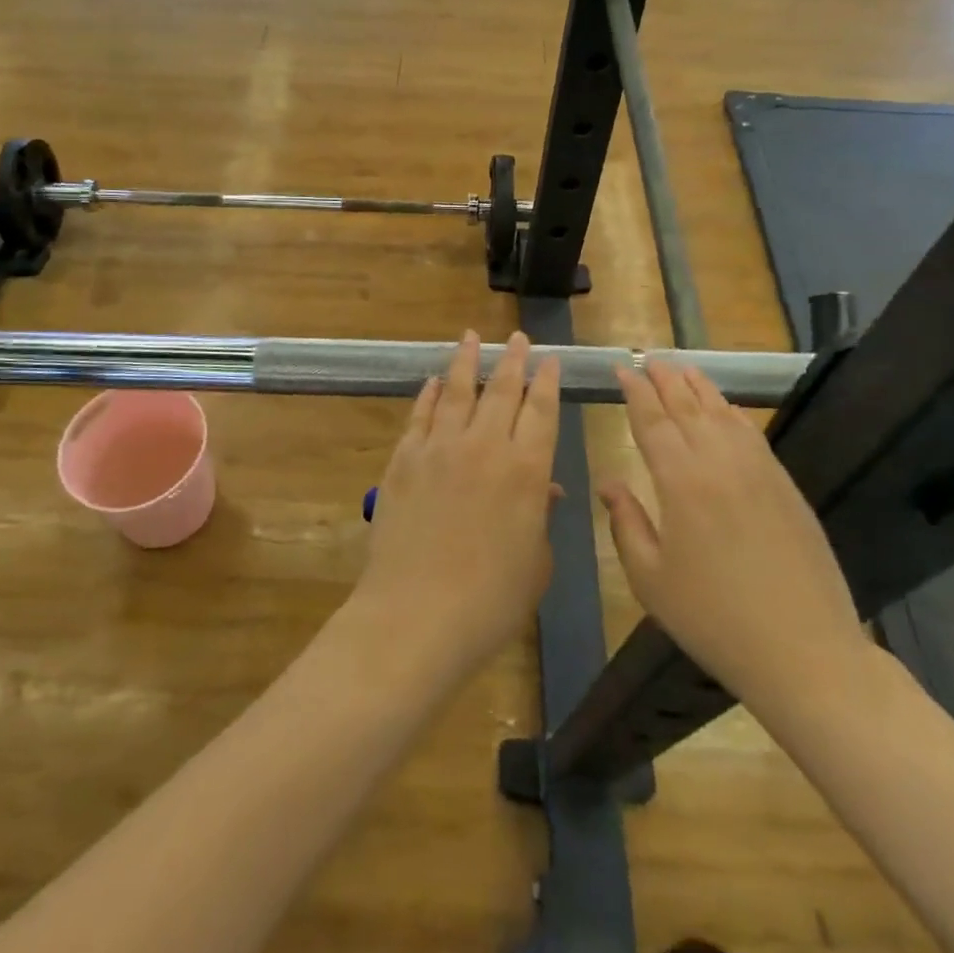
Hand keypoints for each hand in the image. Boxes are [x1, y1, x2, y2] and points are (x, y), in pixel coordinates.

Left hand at [353, 331, 560, 679]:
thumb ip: (539, 515)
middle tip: (517, 337)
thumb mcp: (535, 562)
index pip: (542, 411)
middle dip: (512, 360)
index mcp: (526, 471)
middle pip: (502, 390)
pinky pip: (420, 416)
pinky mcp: (403, 460)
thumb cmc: (490, 600)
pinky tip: (433, 382)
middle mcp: (485, 447)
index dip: (548, 381)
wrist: (416, 615)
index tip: (550, 359)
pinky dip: (429, 395)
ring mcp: (439, 449)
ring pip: (457, 391)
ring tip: (471, 337)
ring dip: (467, 361)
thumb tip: (542, 487)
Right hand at [600, 361, 871, 719]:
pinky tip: (725, 407)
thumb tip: (610, 482)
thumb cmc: (714, 619)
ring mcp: (758, 470)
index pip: (652, 422)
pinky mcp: (785, 485)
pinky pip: (752, 433)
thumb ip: (626, 523)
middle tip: (649, 358)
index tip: (623, 369)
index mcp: (680, 482)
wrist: (803, 650)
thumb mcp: (651, 580)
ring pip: (723, 413)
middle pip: (687, 407)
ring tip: (683, 367)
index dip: (635, 392)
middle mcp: (719, 463)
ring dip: (699, 386)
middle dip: (665, 379)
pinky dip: (733, 412)